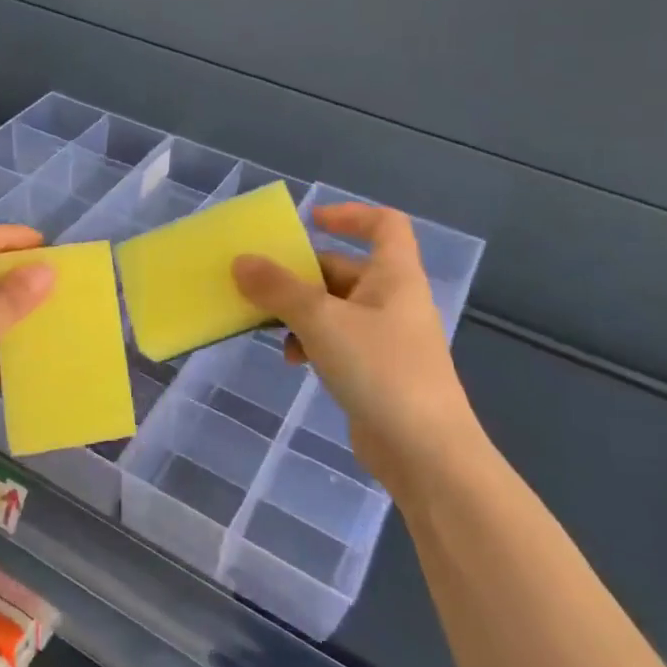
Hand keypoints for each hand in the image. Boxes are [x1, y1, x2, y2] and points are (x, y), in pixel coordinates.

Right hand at [233, 203, 480, 485]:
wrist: (425, 452)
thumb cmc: (380, 370)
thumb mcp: (321, 321)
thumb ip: (279, 289)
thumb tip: (241, 261)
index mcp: (394, 276)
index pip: (384, 224)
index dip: (350, 214)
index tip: (309, 221)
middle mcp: (393, 301)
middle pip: (345, 269)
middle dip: (302, 274)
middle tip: (260, 283)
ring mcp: (386, 339)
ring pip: (335, 309)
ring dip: (300, 312)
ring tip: (269, 327)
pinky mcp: (375, 373)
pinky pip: (336, 342)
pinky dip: (311, 343)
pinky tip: (291, 361)